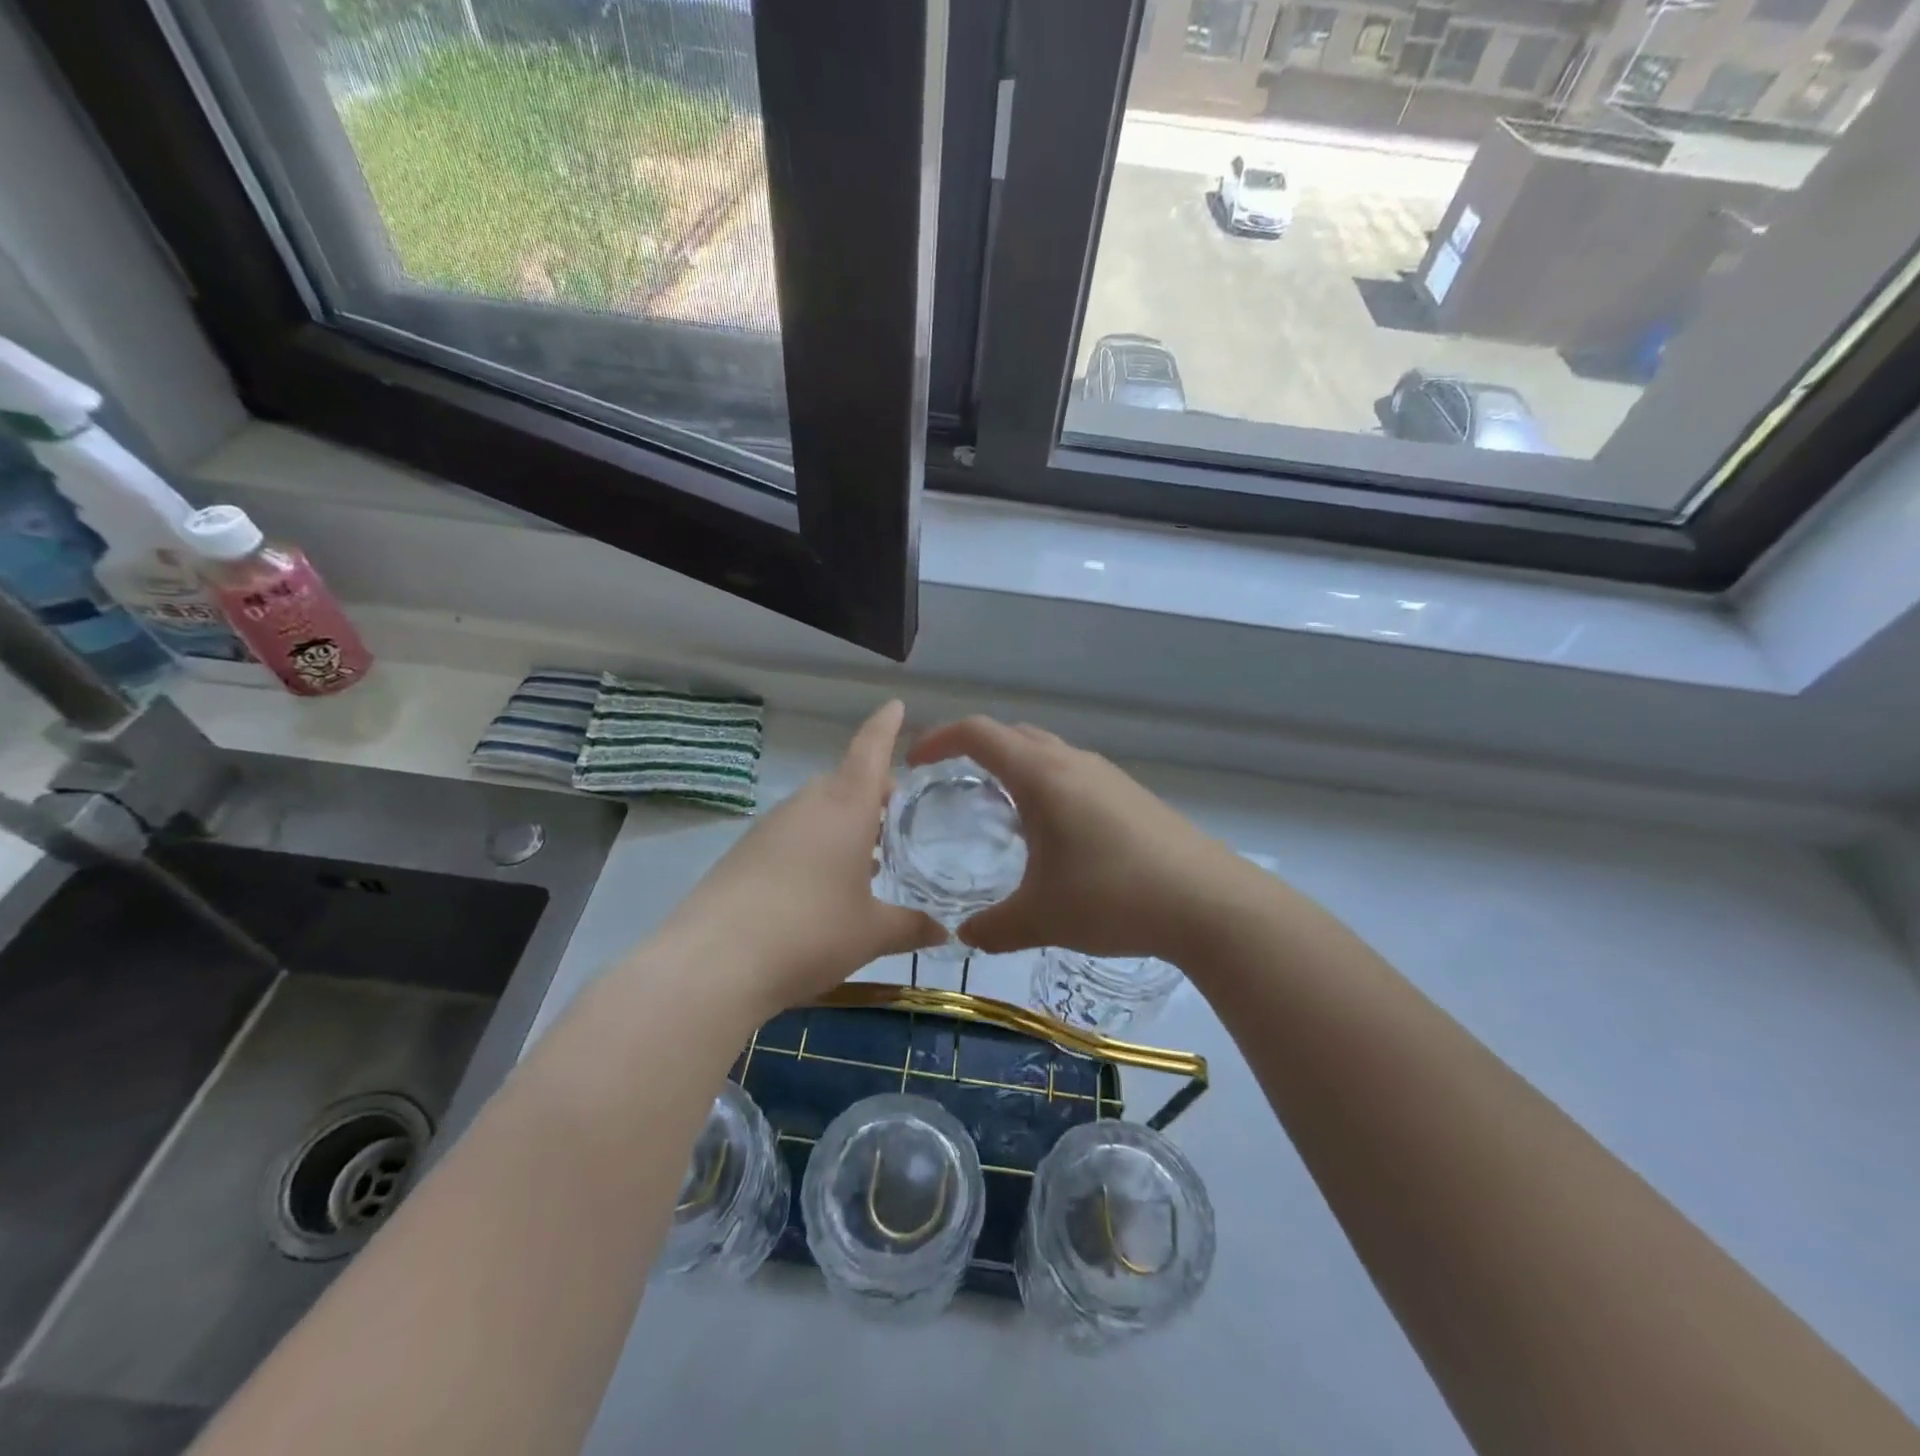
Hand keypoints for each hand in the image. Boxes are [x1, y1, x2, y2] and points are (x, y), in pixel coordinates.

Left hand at [652, 700, 944, 1019]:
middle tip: (893, 817)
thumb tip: (942, 931)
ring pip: (816, 810)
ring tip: (863, 859)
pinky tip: (818, 886)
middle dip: (870, 792)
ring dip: (841, 823)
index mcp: (846, 806)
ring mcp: (769, 827)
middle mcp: (807, 805)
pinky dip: (812, 846)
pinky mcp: (742, 852)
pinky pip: (790, 835)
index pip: (870, 750)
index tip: (896, 705)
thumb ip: (910, 926)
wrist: (714, 963)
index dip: (885, 726)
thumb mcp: (870, 933)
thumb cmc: (811, 932)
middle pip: (844, 782)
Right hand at [906, 717, 1239, 961]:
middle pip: (1011, 734)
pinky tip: (1051, 832)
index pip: (977, 733)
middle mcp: (1071, 761)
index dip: (938, 739)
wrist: (1208, 902)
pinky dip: (1045, 783)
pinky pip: (1072, 772)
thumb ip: (993, 928)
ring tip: (996, 808)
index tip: (915, 763)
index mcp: (1040, 775)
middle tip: (950, 783)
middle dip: (973, 749)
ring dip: (1013, 766)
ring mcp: (1106, 774)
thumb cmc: (1113, 897)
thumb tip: (965, 936)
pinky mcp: (1130, 794)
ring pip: (1045, 751)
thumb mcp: (1041, 918)